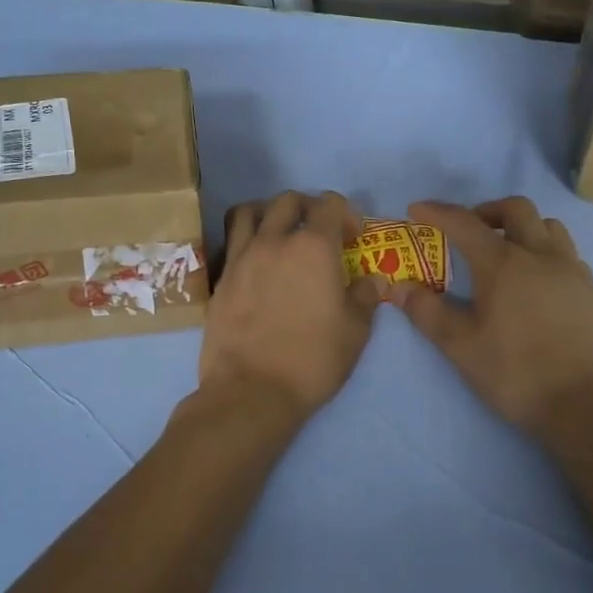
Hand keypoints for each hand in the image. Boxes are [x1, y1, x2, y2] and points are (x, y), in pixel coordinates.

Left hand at [200, 191, 384, 421]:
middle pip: (287, 200)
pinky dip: (245, 240)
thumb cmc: (312, 361)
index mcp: (313, 247)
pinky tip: (256, 264)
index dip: (345, 214)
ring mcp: (241, 257)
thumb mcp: (355, 332)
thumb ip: (364, 297)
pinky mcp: (221, 278)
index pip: (329, 204)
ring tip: (279, 235)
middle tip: (318, 233)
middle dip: (308, 208)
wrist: (251, 391)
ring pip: (249, 211)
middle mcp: (274, 241)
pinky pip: (231, 241)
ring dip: (268, 214)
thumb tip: (372, 279)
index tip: (352, 238)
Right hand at [396, 198, 592, 440]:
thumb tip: (400, 287)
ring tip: (506, 252)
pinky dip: (545, 252)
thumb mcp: (459, 346)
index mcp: (503, 264)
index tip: (417, 210)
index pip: (464, 223)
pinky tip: (536, 282)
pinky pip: (567, 254)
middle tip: (468, 231)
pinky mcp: (591, 292)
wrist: (583, 406)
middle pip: (515, 209)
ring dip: (522, 228)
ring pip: (548, 227)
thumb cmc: (514, 373)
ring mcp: (572, 271)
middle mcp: (540, 256)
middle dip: (486, 211)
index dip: (437, 212)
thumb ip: (427, 312)